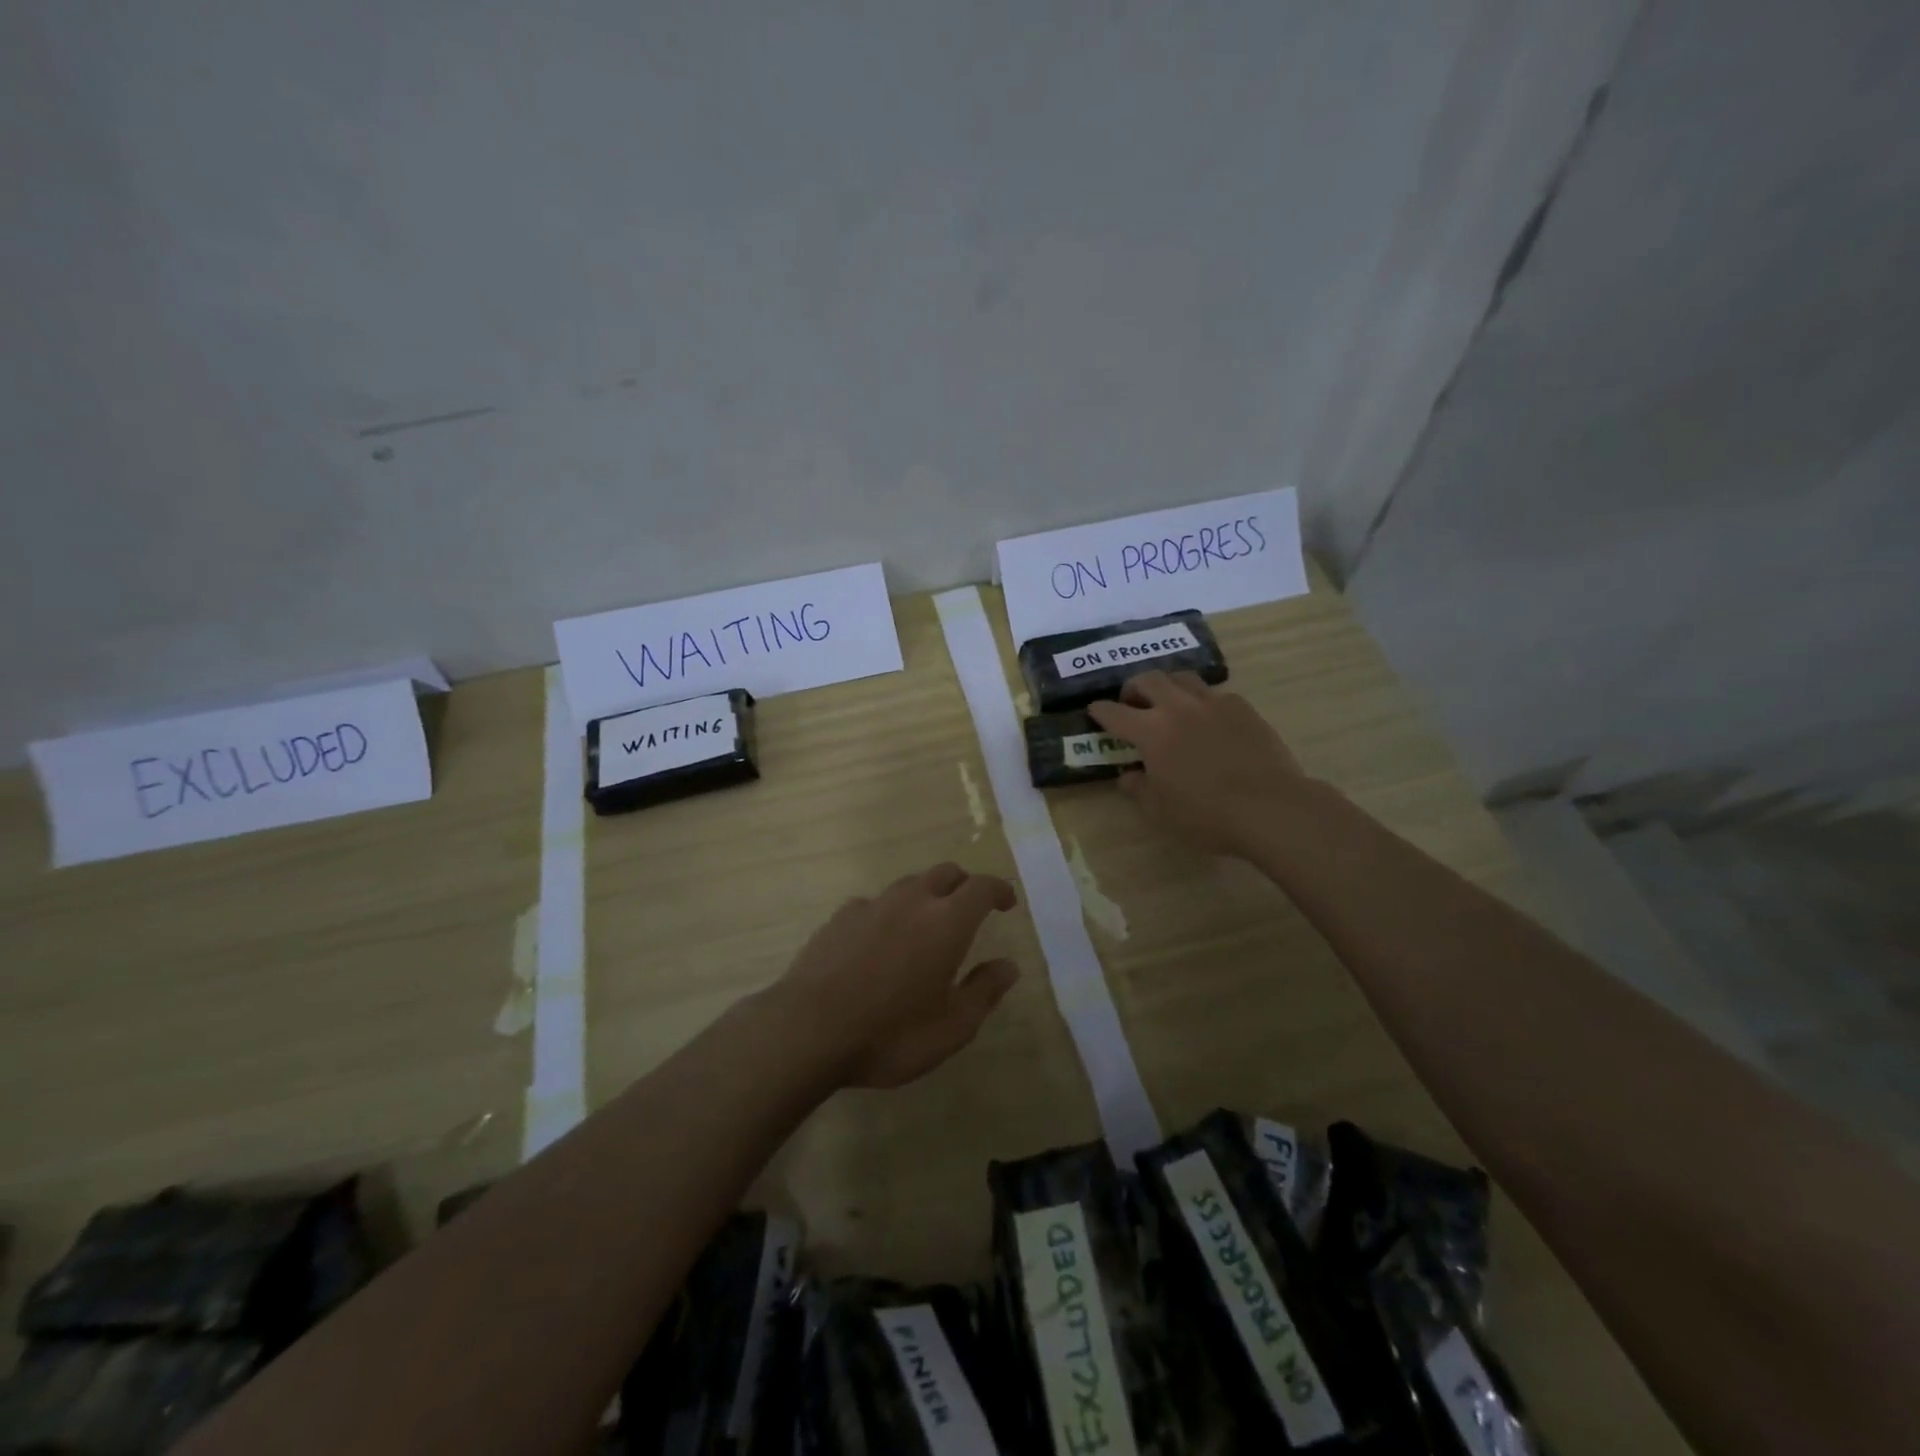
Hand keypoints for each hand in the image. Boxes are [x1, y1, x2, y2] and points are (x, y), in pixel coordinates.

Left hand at [770, 863, 1019, 1088]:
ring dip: (926, 896)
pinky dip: (889, 913)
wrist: (808, 1029)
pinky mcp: (840, 917)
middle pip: (945, 873)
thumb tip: (1008, 966)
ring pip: (909, 885)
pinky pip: (875, 904)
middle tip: (970, 910)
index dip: (999, 890)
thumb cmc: (890, 1033)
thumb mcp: (951, 1027)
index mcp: (946, 922)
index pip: (982, 887)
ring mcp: (872, 905)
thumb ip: (984, 992)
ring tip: (926, 926)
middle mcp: (912, 901)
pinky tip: (880, 942)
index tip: (1007, 903)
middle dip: (964, 885)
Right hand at [1087, 671, 1307, 858]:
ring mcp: (1214, 703)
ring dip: (1168, 686)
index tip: (1094, 711)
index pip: (1114, 713)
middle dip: (1133, 687)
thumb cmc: (1206, 814)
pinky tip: (1208, 720)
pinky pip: (1215, 694)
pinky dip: (1202, 701)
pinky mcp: (1243, 708)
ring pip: (1182, 678)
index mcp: (1151, 731)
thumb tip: (1129, 775)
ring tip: (1168, 703)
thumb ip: (1139, 788)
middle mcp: (1178, 708)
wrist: (1269, 807)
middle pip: (1148, 680)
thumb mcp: (1160, 810)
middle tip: (1132, 703)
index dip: (1100, 711)